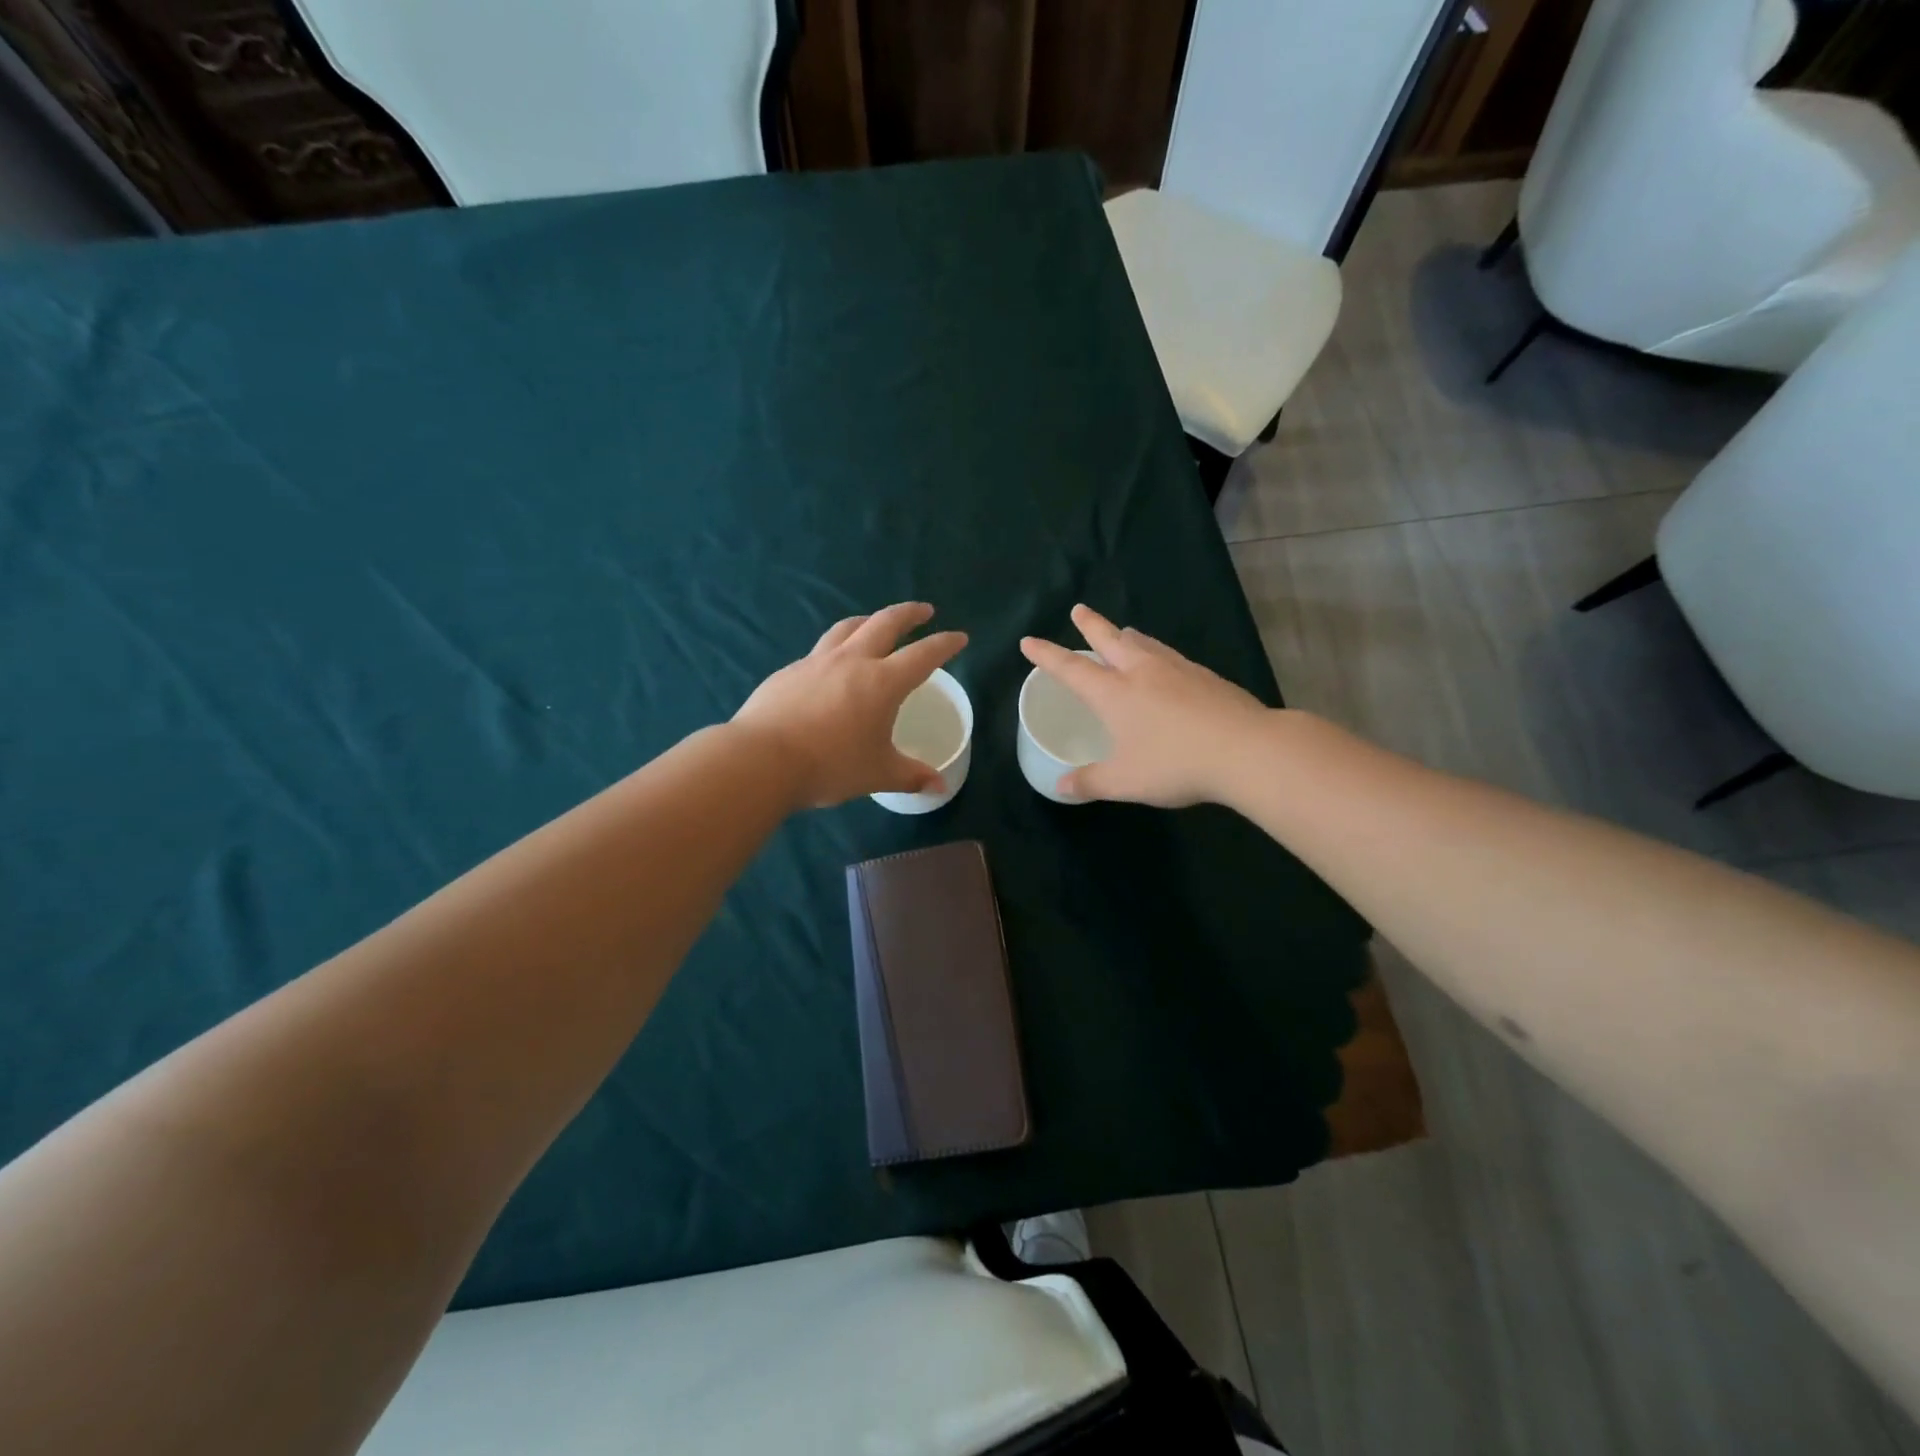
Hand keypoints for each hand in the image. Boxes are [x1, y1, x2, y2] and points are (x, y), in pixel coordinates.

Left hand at [735, 603, 966, 808]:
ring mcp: (817, 662)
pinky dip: (836, 648)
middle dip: (909, 614)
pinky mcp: (789, 671)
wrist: (761, 759)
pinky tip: (831, 665)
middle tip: (924, 610)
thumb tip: (939, 786)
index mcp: (883, 682)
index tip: (959, 637)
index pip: (923, 654)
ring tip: (876, 622)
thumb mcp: (878, 774)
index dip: (945, 644)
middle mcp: (852, 661)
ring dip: (868, 620)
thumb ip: (911, 776)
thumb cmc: (830, 766)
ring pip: (848, 628)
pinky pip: (819, 650)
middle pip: (885, 623)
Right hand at [1019, 604, 1268, 807]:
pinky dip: (1156, 651)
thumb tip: (1061, 786)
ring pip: (1144, 643)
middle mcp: (1142, 672)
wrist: (1246, 749)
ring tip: (1122, 630)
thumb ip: (1090, 782)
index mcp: (1114, 693)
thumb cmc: (1175, 764)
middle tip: (1078, 610)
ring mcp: (1177, 670)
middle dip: (1089, 625)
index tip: (1029, 641)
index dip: (1047, 655)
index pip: (1071, 668)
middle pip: (1110, 639)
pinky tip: (1165, 662)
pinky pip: (1170, 655)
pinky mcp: (1205, 676)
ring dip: (1126, 635)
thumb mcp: (1124, 781)